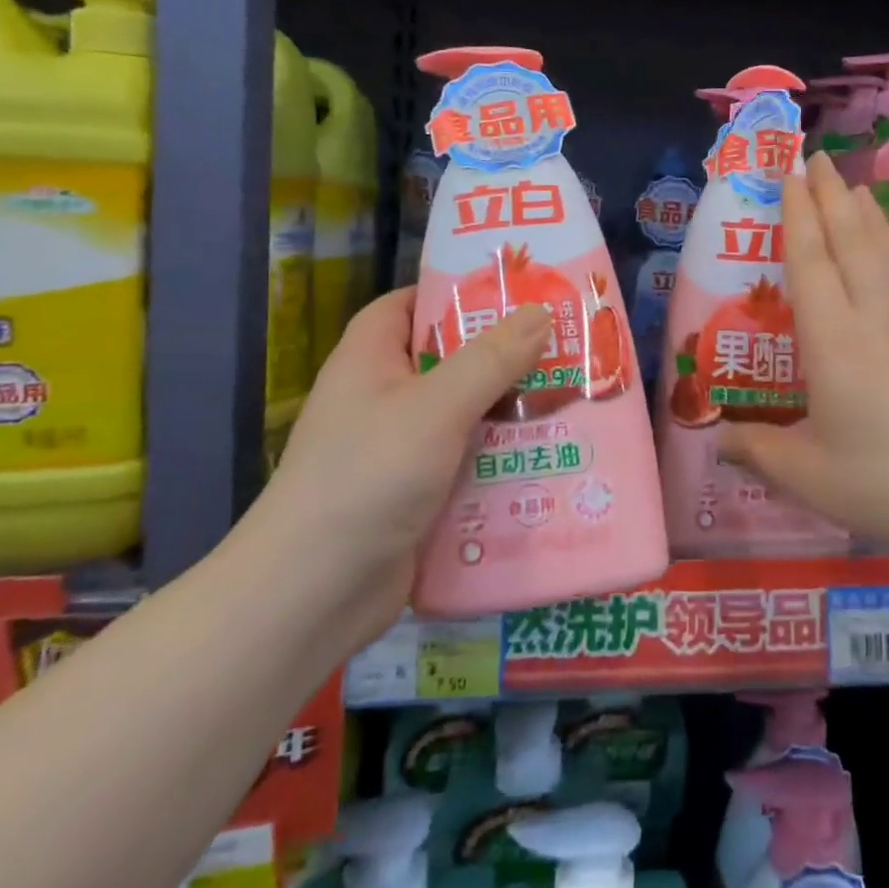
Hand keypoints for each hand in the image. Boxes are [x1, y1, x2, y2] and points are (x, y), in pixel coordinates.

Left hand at [247, 289, 548, 639]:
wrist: (313, 594)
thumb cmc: (368, 476)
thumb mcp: (436, 407)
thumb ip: (491, 358)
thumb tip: (540, 311)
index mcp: (370, 360)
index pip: (411, 305)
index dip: (457, 293)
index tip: (516, 293)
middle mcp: (383, 398)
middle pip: (449, 360)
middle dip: (505, 355)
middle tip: (566, 347)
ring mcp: (400, 449)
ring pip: (466, 414)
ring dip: (512, 410)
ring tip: (575, 398)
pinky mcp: (418, 494)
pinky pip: (468, 461)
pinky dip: (502, 457)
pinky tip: (551, 456)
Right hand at [721, 152, 888, 556]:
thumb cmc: (883, 483)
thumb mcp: (807, 476)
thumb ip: (758, 450)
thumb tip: (718, 439)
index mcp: (833, 341)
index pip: (810, 262)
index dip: (797, 214)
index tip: (789, 175)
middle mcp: (874, 317)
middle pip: (851, 241)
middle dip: (831, 195)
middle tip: (817, 158)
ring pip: (887, 253)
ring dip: (868, 216)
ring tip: (856, 188)